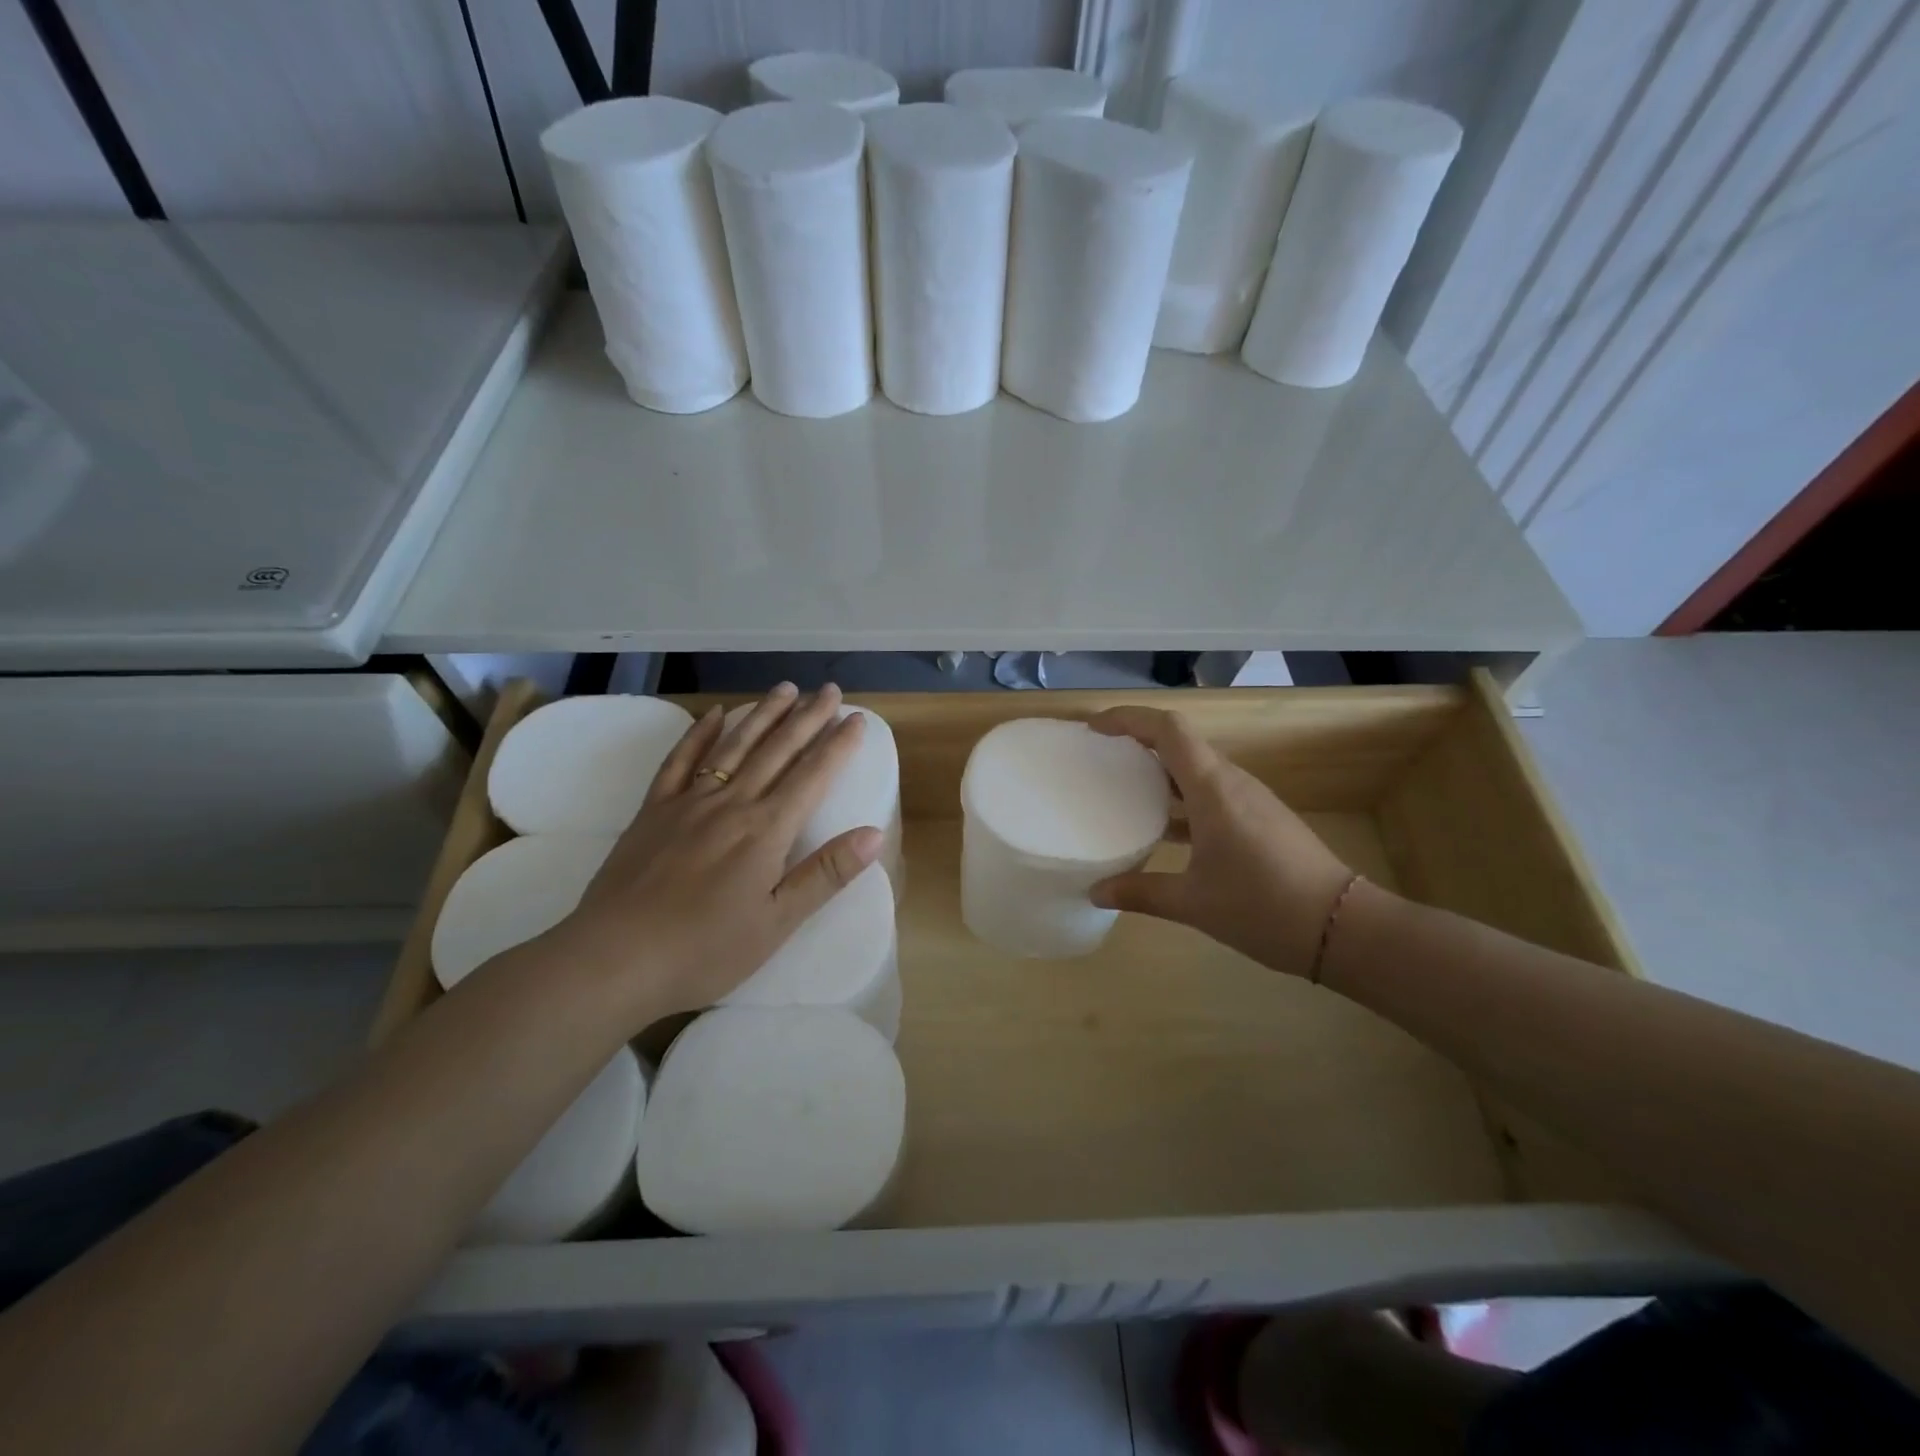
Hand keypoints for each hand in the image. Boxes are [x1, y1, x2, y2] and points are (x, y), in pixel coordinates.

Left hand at [551, 683, 881, 1024]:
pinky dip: (699, 735)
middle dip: (807, 718)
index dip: (838, 745)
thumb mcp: (777, 923)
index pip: (813, 776)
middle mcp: (731, 804)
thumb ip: (825, 874)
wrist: (613, 960)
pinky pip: (680, 761)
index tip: (857, 719)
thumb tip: (874, 834)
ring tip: (785, 689)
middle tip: (829, 690)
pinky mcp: (653, 811)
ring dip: (762, 715)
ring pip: (733, 746)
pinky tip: (714, 715)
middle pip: (777, 751)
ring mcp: (688, 803)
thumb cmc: (705, 951)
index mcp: (766, 830)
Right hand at [1088, 706, 1358, 979]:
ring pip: (1197, 769)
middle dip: (1139, 742)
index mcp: (1212, 789)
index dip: (1128, 719)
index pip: (1168, 730)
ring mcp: (1251, 799)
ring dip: (1161, 772)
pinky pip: (1212, 792)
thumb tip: (1096, 893)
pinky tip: (1166, 830)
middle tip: (1101, 759)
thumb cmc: (1263, 907)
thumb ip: (1140, 893)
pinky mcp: (1261, 818)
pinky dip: (1182, 798)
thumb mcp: (1194, 903)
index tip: (1094, 729)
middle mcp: (1232, 782)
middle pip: (1181, 743)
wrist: (1343, 927)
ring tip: (1125, 791)